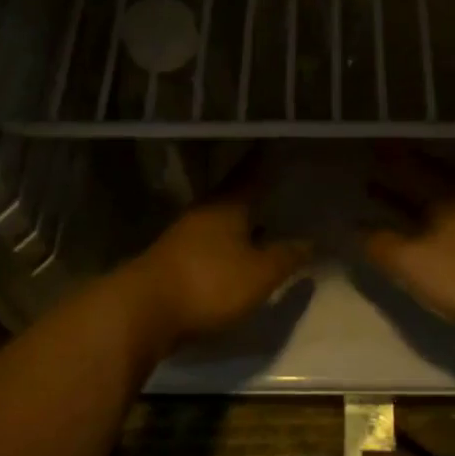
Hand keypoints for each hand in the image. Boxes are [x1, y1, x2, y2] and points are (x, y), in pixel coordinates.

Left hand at [120, 178, 311, 356]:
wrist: (143, 311)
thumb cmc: (209, 282)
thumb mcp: (260, 273)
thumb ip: (287, 256)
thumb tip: (311, 241)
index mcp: (227, 204)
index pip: (250, 172)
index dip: (263, 159)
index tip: (274, 143)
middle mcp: (204, 212)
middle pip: (233, 196)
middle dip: (255, 193)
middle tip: (278, 186)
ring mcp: (184, 236)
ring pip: (220, 221)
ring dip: (241, 222)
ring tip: (266, 223)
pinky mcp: (174, 261)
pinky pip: (209, 244)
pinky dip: (227, 244)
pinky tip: (239, 256)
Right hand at [361, 145, 454, 344]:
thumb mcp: (412, 262)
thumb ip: (380, 243)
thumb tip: (355, 225)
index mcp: (445, 193)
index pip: (412, 165)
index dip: (390, 155)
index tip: (371, 145)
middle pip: (428, 178)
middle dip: (400, 172)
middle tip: (375, 165)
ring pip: (438, 200)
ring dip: (410, 196)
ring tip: (384, 194)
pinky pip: (447, 220)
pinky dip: (425, 218)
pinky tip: (419, 231)